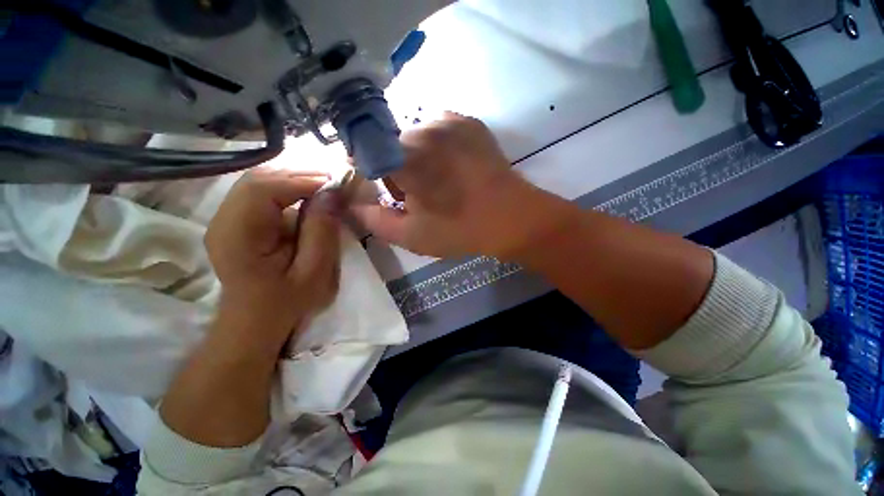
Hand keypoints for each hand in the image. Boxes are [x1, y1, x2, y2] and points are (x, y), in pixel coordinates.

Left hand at [205, 169, 341, 334]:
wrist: (256, 320)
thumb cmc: (287, 302)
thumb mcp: (313, 272)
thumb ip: (322, 232)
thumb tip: (332, 194)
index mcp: (237, 237)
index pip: (263, 190)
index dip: (301, 180)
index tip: (334, 183)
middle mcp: (223, 220)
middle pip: (258, 179)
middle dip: (299, 174)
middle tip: (333, 180)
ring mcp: (226, 218)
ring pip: (258, 182)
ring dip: (294, 179)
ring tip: (325, 185)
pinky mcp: (237, 220)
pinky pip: (261, 193)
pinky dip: (287, 188)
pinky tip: (308, 194)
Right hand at [352, 112, 570, 259]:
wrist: (511, 218)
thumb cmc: (459, 229)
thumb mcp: (411, 235)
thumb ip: (373, 220)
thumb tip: (350, 205)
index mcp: (404, 157)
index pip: (365, 153)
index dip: (368, 173)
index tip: (382, 190)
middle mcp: (423, 128)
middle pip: (391, 144)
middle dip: (395, 169)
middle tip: (417, 195)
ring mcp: (449, 120)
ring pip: (415, 136)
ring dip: (417, 156)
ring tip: (438, 181)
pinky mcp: (468, 122)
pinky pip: (439, 129)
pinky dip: (437, 146)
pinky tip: (452, 167)